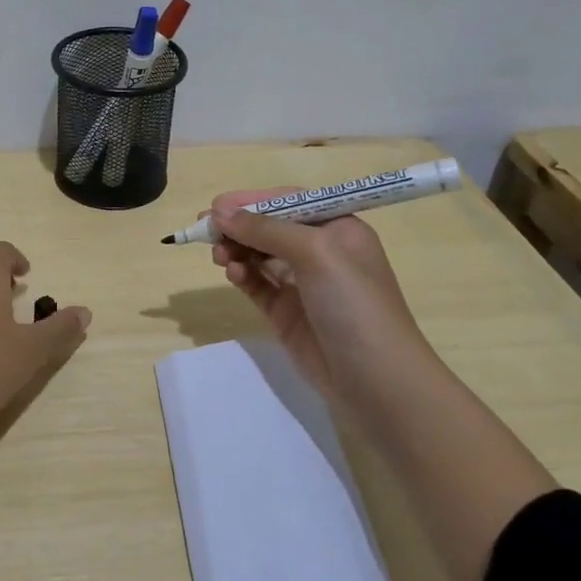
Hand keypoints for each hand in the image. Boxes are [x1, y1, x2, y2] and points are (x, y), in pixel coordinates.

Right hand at [208, 192, 436, 407]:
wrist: (375, 379)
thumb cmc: (353, 302)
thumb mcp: (315, 252)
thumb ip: (265, 229)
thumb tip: (219, 212)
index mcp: (338, 229)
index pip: (289, 203)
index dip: (252, 201)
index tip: (216, 206)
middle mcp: (321, 252)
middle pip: (270, 228)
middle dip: (239, 226)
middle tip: (205, 230)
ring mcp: (303, 284)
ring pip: (259, 256)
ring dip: (237, 250)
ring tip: (219, 257)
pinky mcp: (287, 313)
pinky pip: (257, 285)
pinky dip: (242, 276)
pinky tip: (232, 274)